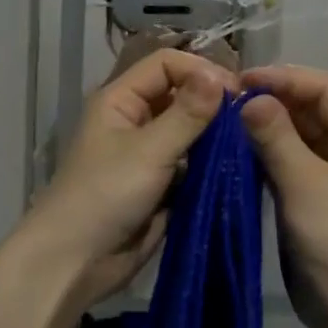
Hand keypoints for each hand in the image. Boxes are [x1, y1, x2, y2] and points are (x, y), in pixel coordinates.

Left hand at [26, 47, 236, 312]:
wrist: (77, 262)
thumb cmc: (105, 195)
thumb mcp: (149, 150)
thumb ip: (187, 114)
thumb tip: (220, 76)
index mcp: (122, 100)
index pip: (166, 65)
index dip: (200, 71)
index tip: (237, 92)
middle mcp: (137, 121)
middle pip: (182, 96)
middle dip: (213, 104)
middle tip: (250, 119)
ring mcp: (151, 154)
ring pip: (192, 132)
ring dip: (217, 137)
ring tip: (249, 143)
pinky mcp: (163, 186)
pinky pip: (194, 165)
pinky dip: (213, 165)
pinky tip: (239, 167)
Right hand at [239, 65, 327, 327]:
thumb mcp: (305, 184)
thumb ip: (276, 136)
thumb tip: (250, 98)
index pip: (325, 88)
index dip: (285, 78)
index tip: (241, 80)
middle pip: (311, 108)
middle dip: (272, 100)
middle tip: (226, 99)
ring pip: (298, 133)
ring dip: (266, 125)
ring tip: (225, 119)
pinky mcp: (314, 193)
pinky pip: (289, 158)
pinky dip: (265, 150)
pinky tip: (235, 147)